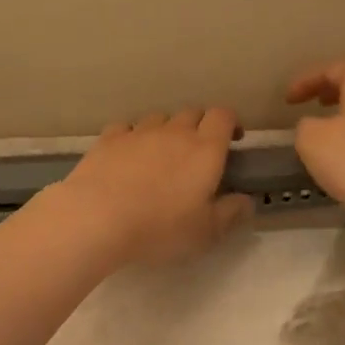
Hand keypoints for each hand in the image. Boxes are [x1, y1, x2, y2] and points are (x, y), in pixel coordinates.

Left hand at [55, 108, 254, 266]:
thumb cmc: (160, 228)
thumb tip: (246, 201)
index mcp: (205, 150)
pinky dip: (133, 137)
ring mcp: (139, 132)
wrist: (97, 217)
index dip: (231, 123)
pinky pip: (126, 128)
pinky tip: (128, 155)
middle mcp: (174, 132)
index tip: (232, 140)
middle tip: (198, 153)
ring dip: (166, 130)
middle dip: (200, 126)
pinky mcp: (108, 139)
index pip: (223, 116)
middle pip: (192, 112)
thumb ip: (230, 214)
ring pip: (159, 118)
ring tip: (162, 155)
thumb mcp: (205, 232)